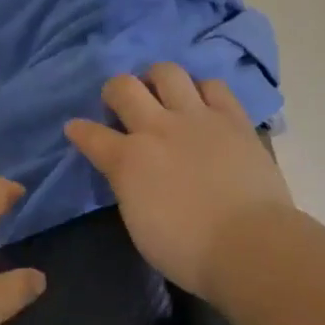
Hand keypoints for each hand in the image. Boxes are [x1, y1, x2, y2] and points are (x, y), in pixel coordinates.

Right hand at [66, 64, 292, 300]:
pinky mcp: (232, 118)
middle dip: (114, 91)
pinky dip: (202, 90)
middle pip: (123, 87)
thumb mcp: (139, 224)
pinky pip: (213, 86)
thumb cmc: (188, 251)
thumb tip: (131, 174)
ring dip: (157, 79)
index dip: (78, 130)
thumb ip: (129, 188)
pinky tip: (202, 103)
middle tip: (120, 104)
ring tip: (161, 93)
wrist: (250, 245)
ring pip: (167, 72)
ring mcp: (196, 117)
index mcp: (128, 160)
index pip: (90, 135)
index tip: (75, 128)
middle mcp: (156, 128)